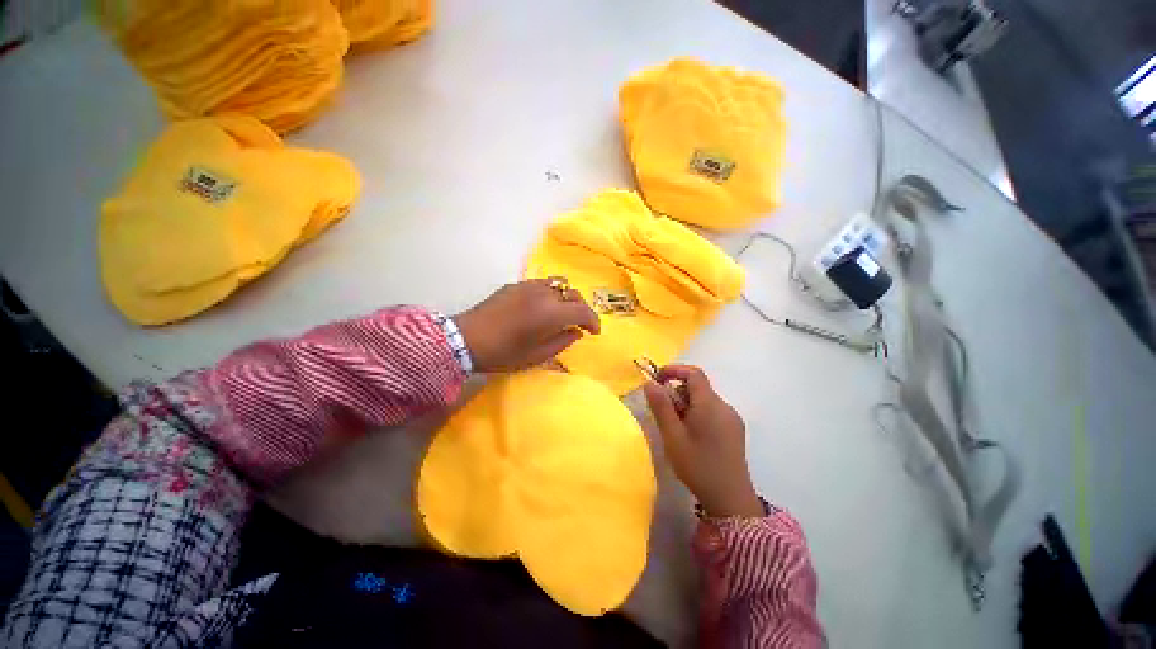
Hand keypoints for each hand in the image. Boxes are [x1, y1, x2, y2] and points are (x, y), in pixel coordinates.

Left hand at [455, 278, 599, 372]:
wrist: (466, 339)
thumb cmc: (503, 353)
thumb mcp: (537, 356)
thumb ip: (562, 342)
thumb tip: (576, 332)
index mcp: (551, 313)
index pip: (582, 310)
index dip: (593, 321)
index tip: (594, 332)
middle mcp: (544, 294)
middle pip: (573, 294)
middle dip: (581, 309)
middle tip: (579, 324)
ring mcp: (528, 286)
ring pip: (558, 284)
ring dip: (566, 298)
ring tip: (562, 312)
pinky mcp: (515, 284)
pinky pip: (542, 284)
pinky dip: (550, 293)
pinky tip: (541, 307)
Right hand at [643, 365, 764, 517]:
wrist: (731, 500)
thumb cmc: (697, 466)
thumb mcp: (672, 436)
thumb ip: (661, 406)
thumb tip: (650, 383)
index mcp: (710, 404)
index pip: (694, 373)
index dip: (674, 370)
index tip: (657, 380)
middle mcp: (724, 406)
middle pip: (698, 387)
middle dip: (678, 394)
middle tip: (665, 415)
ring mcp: (732, 419)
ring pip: (704, 401)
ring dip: (687, 406)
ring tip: (678, 431)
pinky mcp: (735, 430)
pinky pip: (712, 412)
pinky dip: (698, 415)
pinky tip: (693, 438)